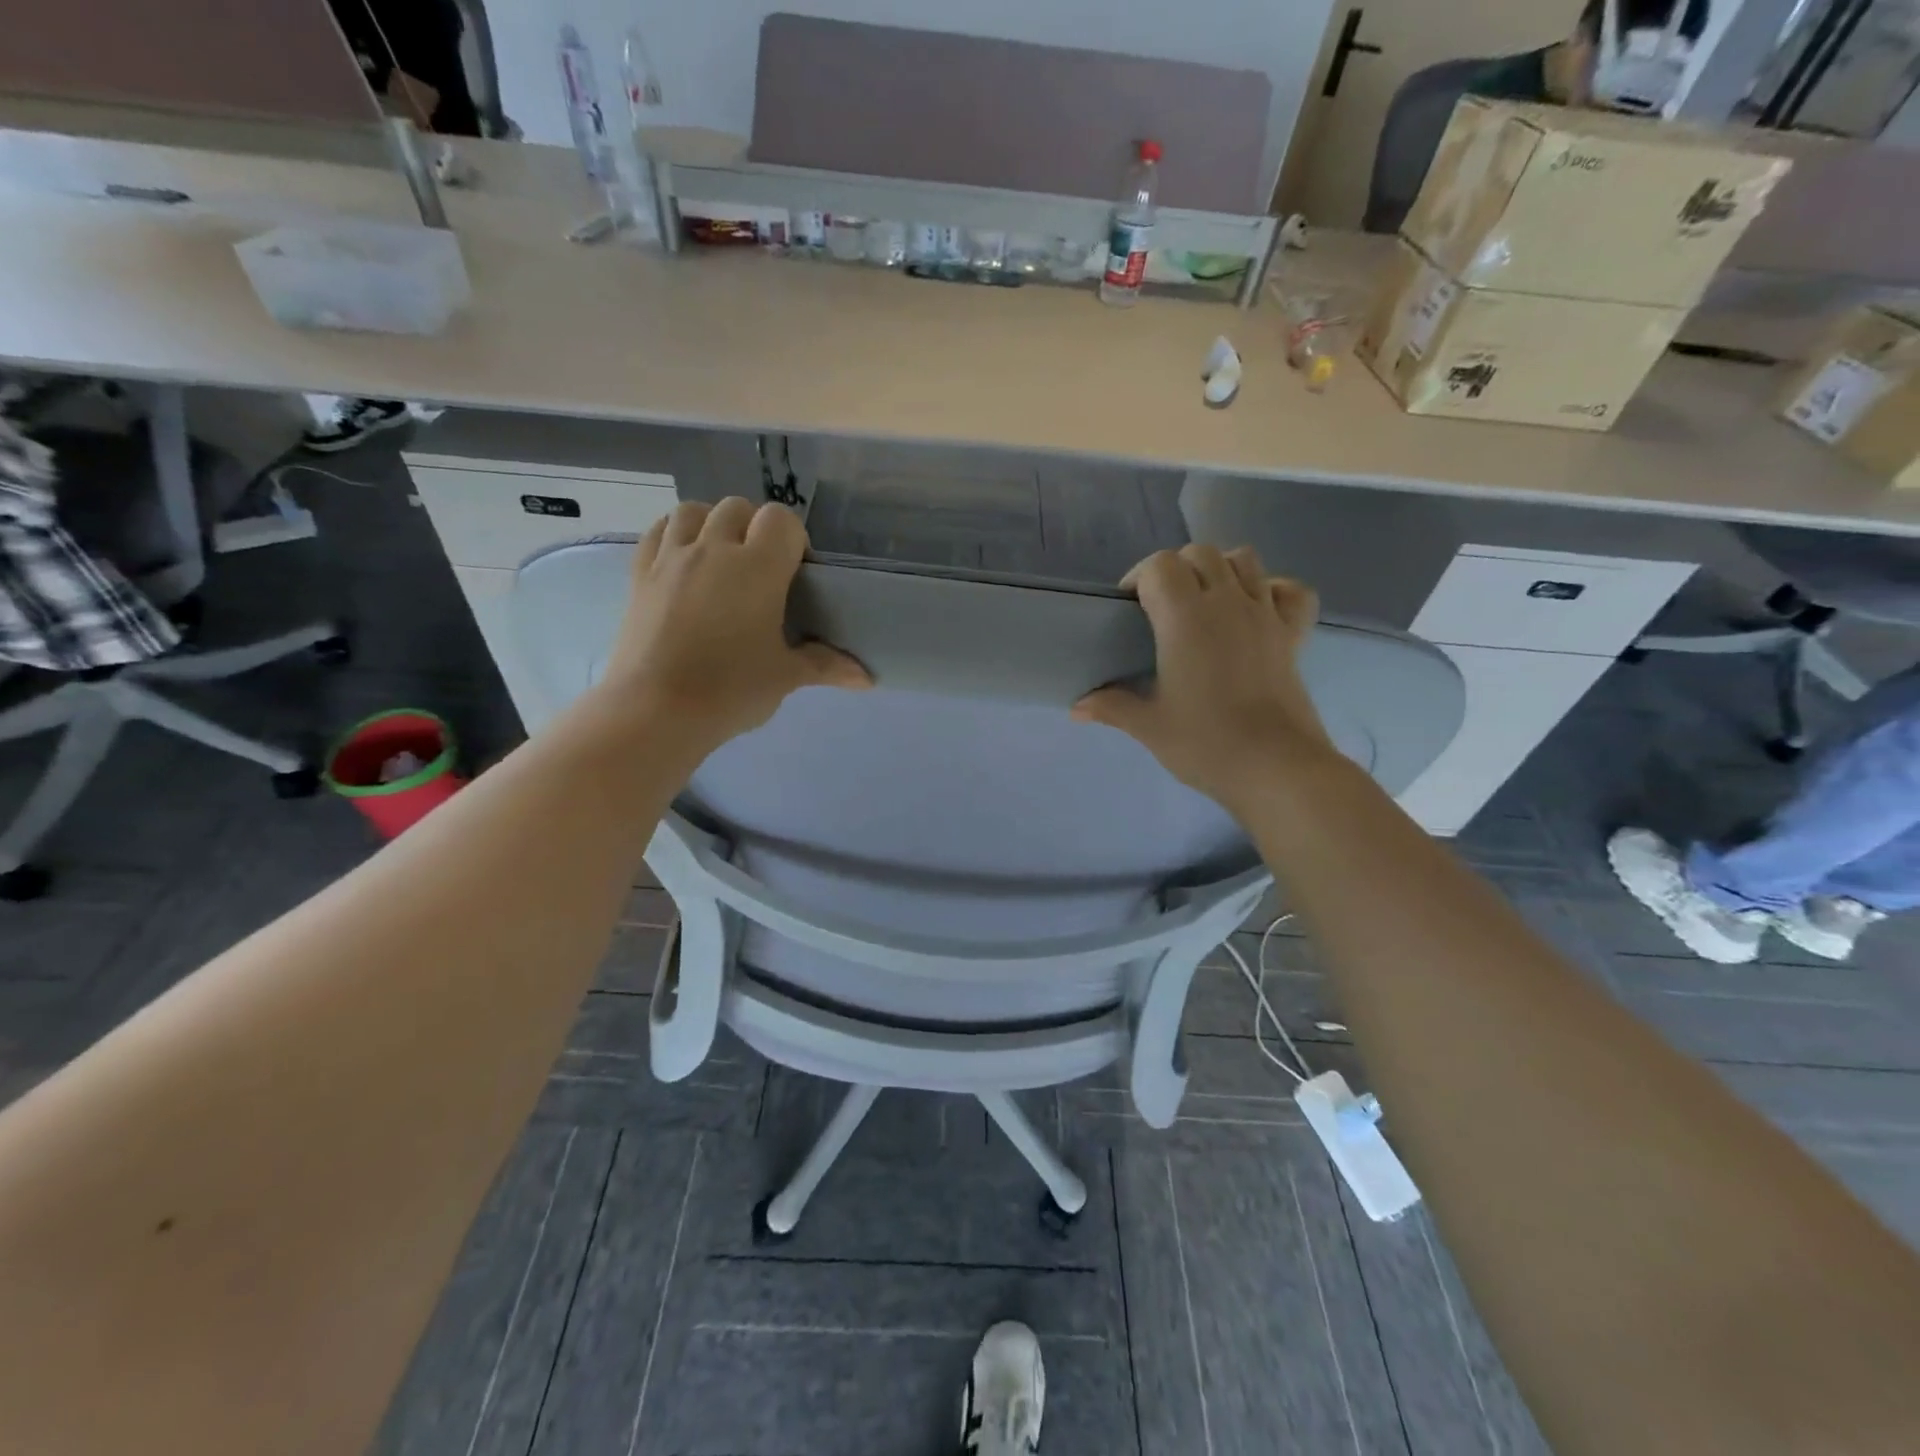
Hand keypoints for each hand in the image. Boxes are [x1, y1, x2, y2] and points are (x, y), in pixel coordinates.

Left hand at [595, 499, 869, 750]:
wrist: (655, 710)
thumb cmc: (731, 690)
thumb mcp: (785, 677)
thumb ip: (826, 665)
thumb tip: (866, 678)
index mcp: (758, 567)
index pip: (781, 520)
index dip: (793, 538)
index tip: (795, 572)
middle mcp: (714, 549)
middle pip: (738, 508)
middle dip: (754, 528)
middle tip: (760, 570)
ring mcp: (672, 558)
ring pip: (693, 510)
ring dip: (712, 523)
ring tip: (720, 557)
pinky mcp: (640, 574)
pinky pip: (658, 531)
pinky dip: (675, 534)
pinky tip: (683, 560)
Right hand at [1073, 545, 1335, 813]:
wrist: (1275, 768)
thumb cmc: (1205, 743)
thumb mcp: (1148, 726)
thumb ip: (1111, 706)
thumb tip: (1077, 708)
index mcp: (1185, 618)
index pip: (1159, 566)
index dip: (1140, 577)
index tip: (1129, 609)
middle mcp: (1227, 602)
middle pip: (1201, 553)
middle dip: (1176, 569)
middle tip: (1162, 607)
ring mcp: (1265, 614)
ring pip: (1245, 559)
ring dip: (1220, 569)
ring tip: (1206, 602)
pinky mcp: (1293, 634)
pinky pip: (1291, 591)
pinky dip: (1274, 589)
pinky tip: (1257, 610)